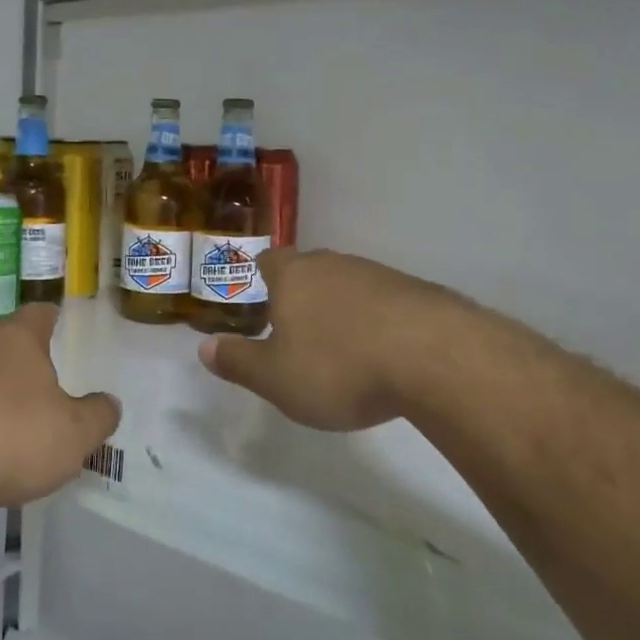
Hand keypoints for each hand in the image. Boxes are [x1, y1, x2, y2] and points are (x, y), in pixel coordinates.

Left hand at [0, 304, 120, 508]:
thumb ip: (97, 417)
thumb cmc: (8, 436)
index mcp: (17, 338)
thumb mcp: (72, 436)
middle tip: (37, 392)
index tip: (61, 333)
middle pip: (1, 342)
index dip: (53, 321)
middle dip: (18, 363)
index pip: (40, 313)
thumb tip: (109, 403)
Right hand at [197, 247, 437, 431]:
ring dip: (343, 309)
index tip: (260, 295)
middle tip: (297, 329)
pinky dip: (379, 322)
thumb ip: (238, 362)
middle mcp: (334, 264)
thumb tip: (204, 348)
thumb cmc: (339, 366)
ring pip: (349, 285)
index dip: (261, 275)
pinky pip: (386, 302)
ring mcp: (379, 274)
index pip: (269, 260)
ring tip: (343, 348)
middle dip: (301, 295)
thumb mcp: (275, 378)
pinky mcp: (419, 293)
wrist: (435, 358)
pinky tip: (385, 353)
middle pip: (310, 270)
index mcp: (293, 276)